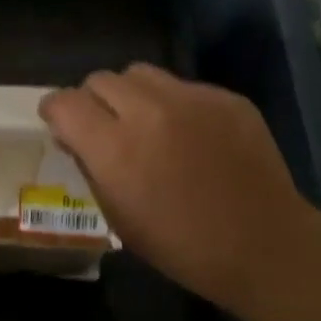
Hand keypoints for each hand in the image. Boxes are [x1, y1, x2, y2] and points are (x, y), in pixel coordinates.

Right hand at [40, 64, 320, 312]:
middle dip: (92, 101)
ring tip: (146, 122)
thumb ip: (91, 167)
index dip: (55, 111)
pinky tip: (191, 135)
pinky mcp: (225, 97)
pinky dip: (174, 104)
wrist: (265, 246)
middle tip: (106, 127)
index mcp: (115, 148)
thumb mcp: (119, 217)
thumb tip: (76, 138)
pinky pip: (182, 86)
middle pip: (100, 80)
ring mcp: (191, 99)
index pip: (64, 102)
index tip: (60, 124)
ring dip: (130, 94)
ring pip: (139, 73)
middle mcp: (148, 112)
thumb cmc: (182, 247)